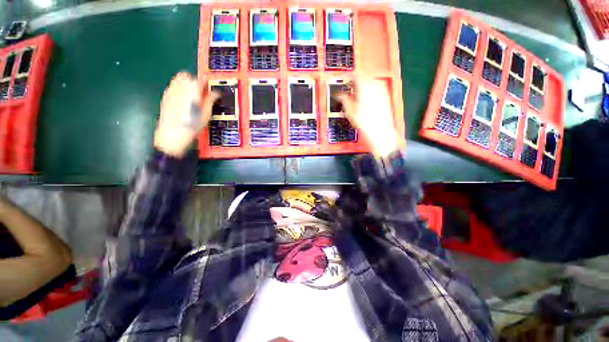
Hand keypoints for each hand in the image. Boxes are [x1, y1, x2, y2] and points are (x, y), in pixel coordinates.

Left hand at [154, 72, 219, 157]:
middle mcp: (179, 88)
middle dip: (194, 81)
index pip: (199, 80)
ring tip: (191, 96)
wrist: (173, 133)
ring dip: (185, 84)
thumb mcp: (206, 114)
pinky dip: (179, 90)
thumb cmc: (193, 124)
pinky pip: (172, 87)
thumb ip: (210, 100)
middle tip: (200, 93)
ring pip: (178, 80)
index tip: (209, 91)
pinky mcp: (165, 97)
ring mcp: (170, 91)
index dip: (206, 84)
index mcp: (191, 90)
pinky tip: (183, 101)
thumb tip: (216, 93)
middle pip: (186, 76)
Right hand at [335, 79, 404, 157]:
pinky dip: (368, 91)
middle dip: (355, 82)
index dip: (347, 77)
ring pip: (369, 82)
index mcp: (364, 85)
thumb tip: (339, 94)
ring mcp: (381, 89)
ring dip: (362, 86)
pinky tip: (364, 100)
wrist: (380, 130)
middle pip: (363, 77)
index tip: (343, 81)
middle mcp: (375, 84)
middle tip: (348, 89)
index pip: (355, 75)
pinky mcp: (385, 96)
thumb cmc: (364, 121)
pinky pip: (375, 88)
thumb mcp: (350, 110)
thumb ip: (344, 99)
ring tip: (355, 95)